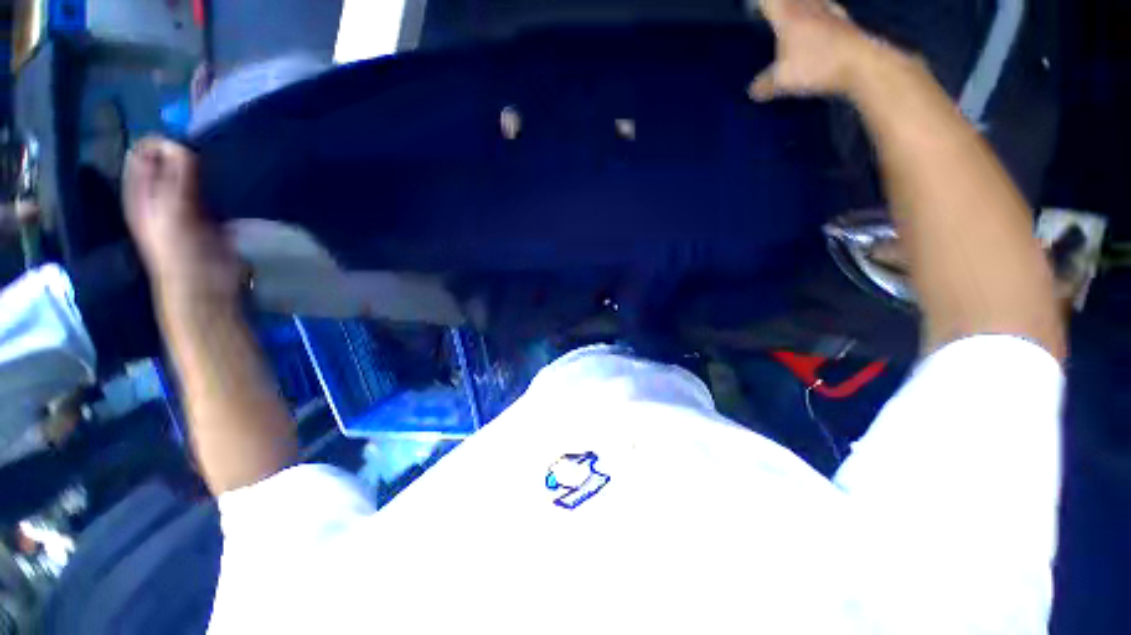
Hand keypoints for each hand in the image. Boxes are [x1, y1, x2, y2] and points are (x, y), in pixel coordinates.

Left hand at [123, 138, 244, 309]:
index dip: (160, 145)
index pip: (142, 155)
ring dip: (200, 169)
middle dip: (182, 154)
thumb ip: (176, 180)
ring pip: (187, 175)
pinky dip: (215, 185)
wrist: (205, 287)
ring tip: (216, 168)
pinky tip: (226, 184)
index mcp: (140, 194)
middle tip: (204, 158)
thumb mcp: (175, 214)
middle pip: (165, 163)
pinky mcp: (206, 216)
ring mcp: (181, 206)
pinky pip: (207, 191)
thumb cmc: (183, 254)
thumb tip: (178, 144)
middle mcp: (157, 197)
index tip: (185, 147)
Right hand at [749, 0, 879, 100]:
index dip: (759, 3)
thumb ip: (765, 84)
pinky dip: (821, 13)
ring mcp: (829, 12)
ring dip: (803, 4)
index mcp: (789, 16)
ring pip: (812, 1)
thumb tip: (753, 90)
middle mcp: (808, 7)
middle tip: (772, 8)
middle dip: (780, 3)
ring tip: (795, 9)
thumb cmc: (816, 66)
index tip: (753, 6)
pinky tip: (821, 19)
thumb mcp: (783, 81)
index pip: (768, 2)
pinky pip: (827, 11)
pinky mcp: (844, 22)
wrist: (860, 63)